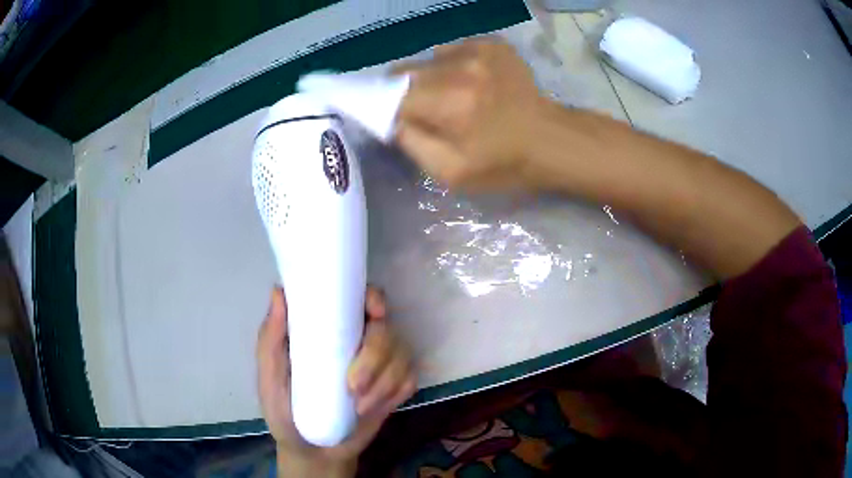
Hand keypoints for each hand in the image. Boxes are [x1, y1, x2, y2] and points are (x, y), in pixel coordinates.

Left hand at [257, 287, 416, 476]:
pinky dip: (395, 393)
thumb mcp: (270, 377)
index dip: (373, 300)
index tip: (374, 314)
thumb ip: (271, 339)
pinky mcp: (393, 389)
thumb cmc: (284, 411)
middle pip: (386, 329)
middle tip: (353, 386)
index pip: (360, 299)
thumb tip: (278, 292)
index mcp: (329, 331)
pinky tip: (373, 408)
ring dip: (384, 382)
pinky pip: (409, 379)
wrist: (313, 452)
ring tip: (359, 406)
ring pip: (402, 354)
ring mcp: (380, 365)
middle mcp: (358, 341)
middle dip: (375, 356)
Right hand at [394, 38, 545, 190]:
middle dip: (406, 91)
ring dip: (432, 76)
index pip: (392, 94)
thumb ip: (412, 143)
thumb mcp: (451, 173)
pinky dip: (454, 65)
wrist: (551, 140)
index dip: (388, 107)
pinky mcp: (492, 44)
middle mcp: (460, 67)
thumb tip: (392, 119)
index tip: (398, 119)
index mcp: (449, 103)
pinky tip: (473, 82)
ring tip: (454, 95)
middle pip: (407, 71)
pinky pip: (454, 49)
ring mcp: (478, 50)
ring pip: (429, 58)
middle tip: (426, 109)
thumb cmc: (503, 164)